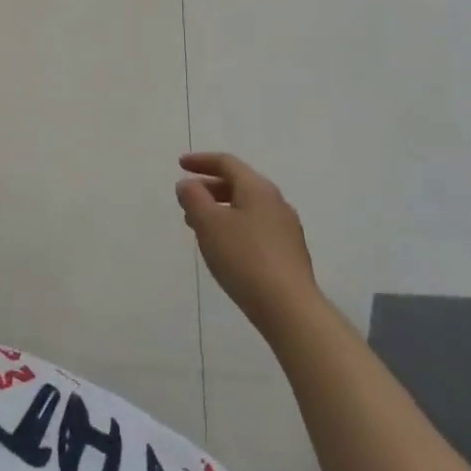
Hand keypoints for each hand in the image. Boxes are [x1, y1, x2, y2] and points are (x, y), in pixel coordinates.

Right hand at [176, 153, 321, 332]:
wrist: (290, 309)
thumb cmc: (244, 257)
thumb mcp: (208, 222)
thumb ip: (193, 197)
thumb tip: (188, 185)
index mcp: (257, 188)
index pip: (226, 163)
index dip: (201, 161)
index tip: (180, 165)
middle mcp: (276, 202)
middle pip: (238, 184)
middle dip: (209, 188)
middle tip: (187, 199)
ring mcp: (286, 228)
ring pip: (247, 207)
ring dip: (220, 209)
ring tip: (199, 226)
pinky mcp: (290, 253)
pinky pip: (256, 227)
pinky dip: (235, 227)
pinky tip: (224, 248)